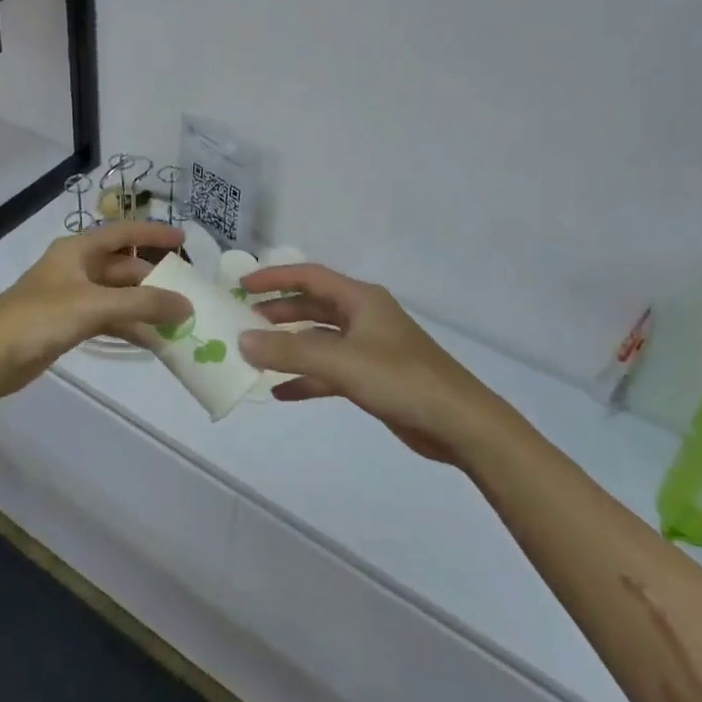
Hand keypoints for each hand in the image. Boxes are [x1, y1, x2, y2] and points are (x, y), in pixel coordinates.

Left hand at [0, 222, 190, 398]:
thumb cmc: (38, 319)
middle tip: (186, 294)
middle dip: (153, 280)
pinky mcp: (68, 324)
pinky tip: (152, 341)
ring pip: (117, 296)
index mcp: (77, 250)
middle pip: (123, 267)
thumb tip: (186, 305)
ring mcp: (71, 297)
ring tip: (177, 322)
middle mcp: (75, 268)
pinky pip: (107, 319)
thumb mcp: (93, 306)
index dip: (153, 233)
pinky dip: (128, 326)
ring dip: (143, 307)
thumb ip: (142, 304)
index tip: (184, 240)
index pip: (123, 233)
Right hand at [238, 264, 500, 464]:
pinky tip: (280, 392)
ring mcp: (369, 348)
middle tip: (242, 320)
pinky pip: (329, 371)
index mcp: (361, 300)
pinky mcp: (372, 378)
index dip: (275, 277)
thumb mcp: (341, 362)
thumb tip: (242, 339)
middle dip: (278, 312)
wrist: (459, 423)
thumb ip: (289, 352)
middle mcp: (363, 317)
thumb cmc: (401, 379)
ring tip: (254, 354)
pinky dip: (305, 378)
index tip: (242, 284)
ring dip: (289, 346)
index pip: (309, 277)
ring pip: (319, 340)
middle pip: (312, 307)